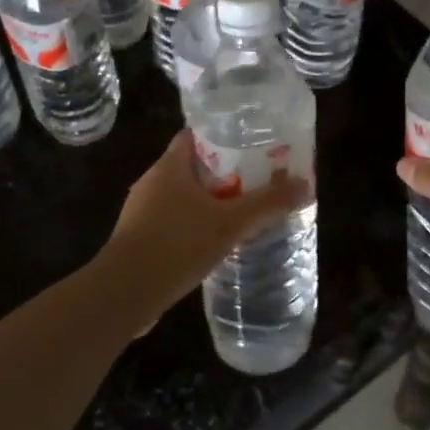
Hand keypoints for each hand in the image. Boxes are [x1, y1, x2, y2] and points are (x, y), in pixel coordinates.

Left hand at [101, 130, 309, 318]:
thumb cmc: (177, 244)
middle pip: (191, 167)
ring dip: (208, 203)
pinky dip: (193, 227)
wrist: (124, 293)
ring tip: (240, 213)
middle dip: (222, 173)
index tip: (250, 145)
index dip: (222, 136)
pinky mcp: (138, 239)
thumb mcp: (230, 223)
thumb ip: (267, 204)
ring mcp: (141, 212)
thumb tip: (304, 184)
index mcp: (169, 166)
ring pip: (181, 197)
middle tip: (255, 181)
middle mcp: (151, 182)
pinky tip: (214, 244)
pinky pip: (172, 223)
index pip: (195, 136)